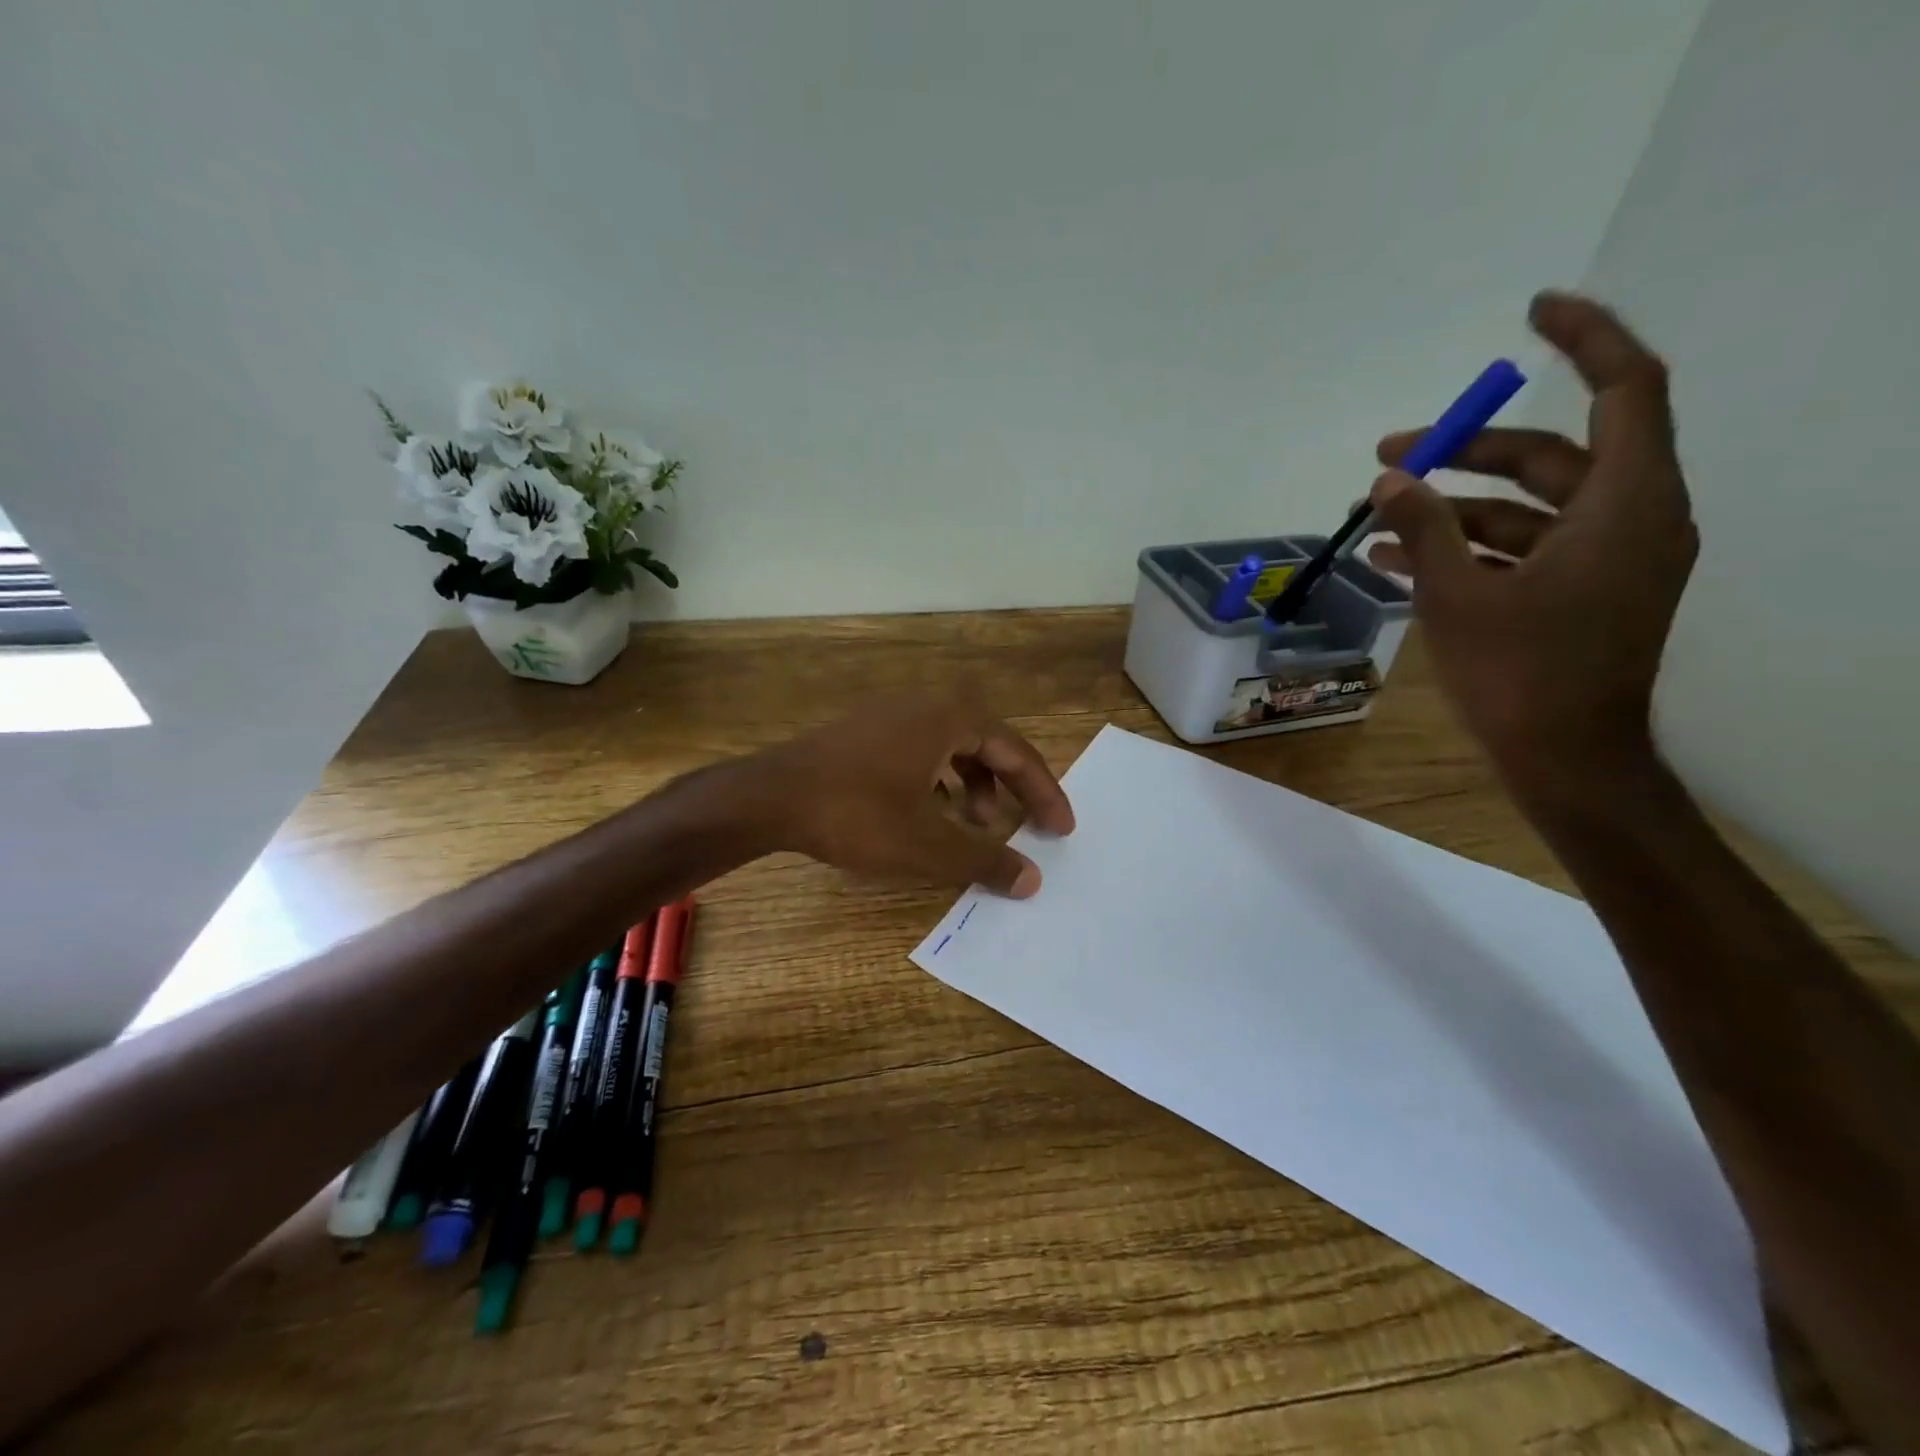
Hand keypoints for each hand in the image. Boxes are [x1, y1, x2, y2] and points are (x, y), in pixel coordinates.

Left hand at [735, 698, 1075, 896]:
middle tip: (1023, 825)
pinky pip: (919, 751)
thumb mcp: (928, 844)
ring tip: (973, 825)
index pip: (1016, 752)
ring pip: (950, 748)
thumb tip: (1032, 880)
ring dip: (971, 786)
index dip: (1043, 792)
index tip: (1061, 829)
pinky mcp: (862, 733)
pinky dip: (937, 782)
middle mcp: (923, 705)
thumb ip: (985, 860)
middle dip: (1008, 788)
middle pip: (986, 744)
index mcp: (949, 718)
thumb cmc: (857, 814)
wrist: (767, 797)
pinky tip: (927, 814)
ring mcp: (888, 715)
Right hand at [1367, 292, 1696, 787]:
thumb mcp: (1458, 597)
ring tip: (1378, 512)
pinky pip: (1524, 547)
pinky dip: (1468, 545)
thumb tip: (1389, 478)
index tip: (1533, 311)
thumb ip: (1424, 529)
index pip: (1626, 388)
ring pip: (1530, 504)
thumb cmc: (1520, 676)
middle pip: (1552, 454)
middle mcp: (1631, 519)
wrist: (1563, 760)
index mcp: (1627, 505)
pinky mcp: (1581, 592)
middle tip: (1391, 455)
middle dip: (1466, 451)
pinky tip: (1397, 556)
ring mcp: (1607, 559)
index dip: (1586, 338)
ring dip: (1454, 505)